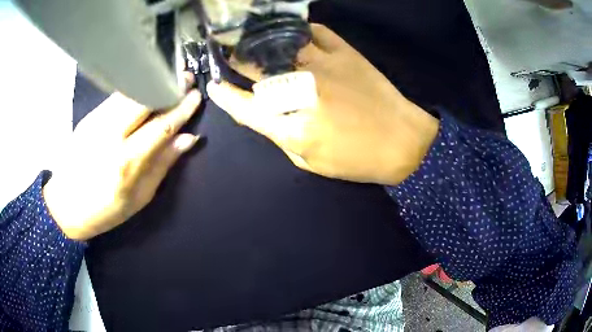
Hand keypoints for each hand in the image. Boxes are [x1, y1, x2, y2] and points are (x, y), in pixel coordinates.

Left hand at [43, 84, 201, 239]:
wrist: (66, 204)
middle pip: (145, 101)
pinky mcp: (89, 117)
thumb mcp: (140, 197)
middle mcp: (111, 136)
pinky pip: (116, 97)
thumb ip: (163, 165)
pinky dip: (134, 90)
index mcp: (127, 163)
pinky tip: (144, 89)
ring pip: (130, 93)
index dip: (182, 109)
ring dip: (152, 84)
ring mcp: (97, 122)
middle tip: (186, 78)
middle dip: (169, 87)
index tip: (196, 96)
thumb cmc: (105, 209)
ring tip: (168, 79)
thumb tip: (188, 139)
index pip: (161, 126)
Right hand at [207, 24, 438, 184]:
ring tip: (251, 38)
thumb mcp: (310, 161)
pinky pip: (314, 32)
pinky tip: (291, 33)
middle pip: (256, 69)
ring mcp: (324, 66)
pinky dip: (299, 30)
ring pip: (280, 45)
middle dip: (237, 61)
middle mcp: (302, 91)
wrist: (403, 142)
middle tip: (229, 54)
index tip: (214, 85)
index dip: (225, 95)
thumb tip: (263, 113)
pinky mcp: (345, 53)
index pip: (244, 107)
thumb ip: (281, 136)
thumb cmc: (356, 159)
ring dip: (261, 42)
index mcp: (292, 127)